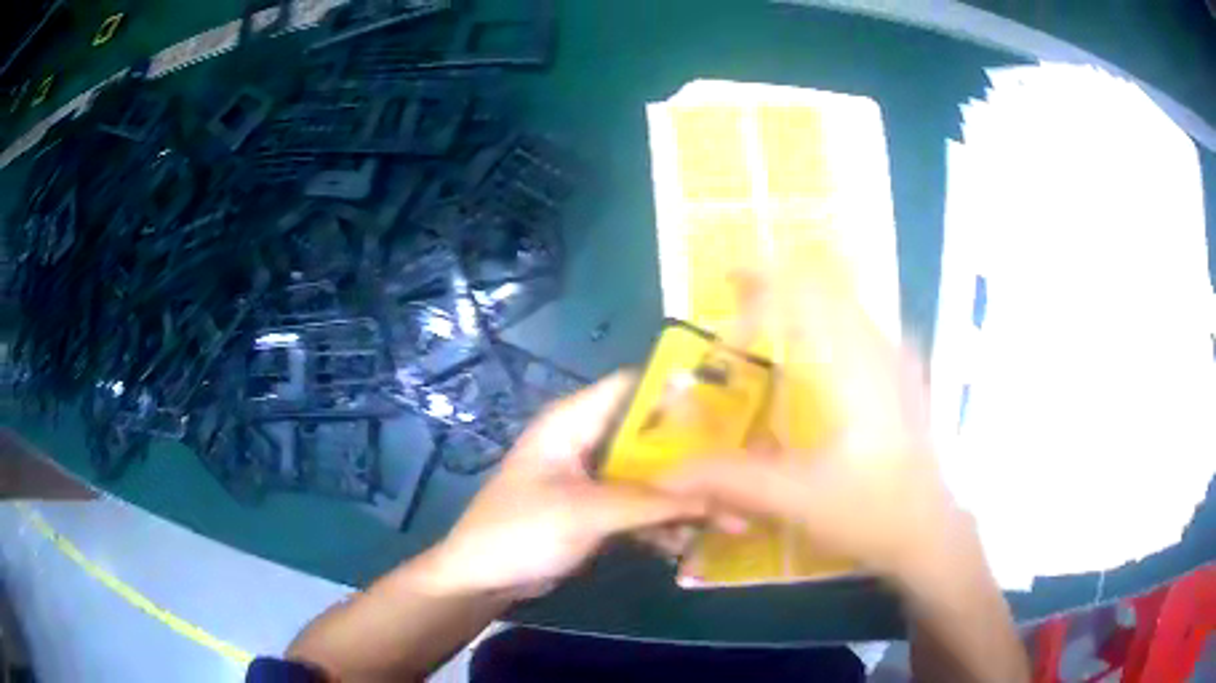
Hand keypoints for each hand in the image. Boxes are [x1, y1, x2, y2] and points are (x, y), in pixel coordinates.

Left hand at [428, 372, 712, 598]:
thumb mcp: (589, 512)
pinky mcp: (594, 510)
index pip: (633, 387)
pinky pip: (637, 506)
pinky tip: (694, 538)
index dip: (678, 390)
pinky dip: (661, 520)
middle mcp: (586, 441)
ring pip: (647, 474)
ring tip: (730, 506)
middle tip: (741, 461)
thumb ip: (654, 504)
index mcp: (574, 422)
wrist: (484, 578)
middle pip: (647, 435)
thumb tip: (722, 502)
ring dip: (680, 493)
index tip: (730, 403)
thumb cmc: (523, 530)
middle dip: (691, 450)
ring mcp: (591, 478)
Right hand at [660, 278, 960, 580]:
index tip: (725, 344)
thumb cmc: (871, 512)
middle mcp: (878, 347)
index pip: (800, 297)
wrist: (929, 530)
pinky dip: (823, 314)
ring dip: (798, 293)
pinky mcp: (899, 370)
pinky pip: (857, 317)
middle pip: (823, 279)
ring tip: (762, 313)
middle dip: (773, 279)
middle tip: (733, 292)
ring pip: (844, 294)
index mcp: (855, 369)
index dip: (754, 305)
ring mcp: (895, 354)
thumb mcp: (797, 500)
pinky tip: (806, 346)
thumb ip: (729, 479)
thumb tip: (665, 472)